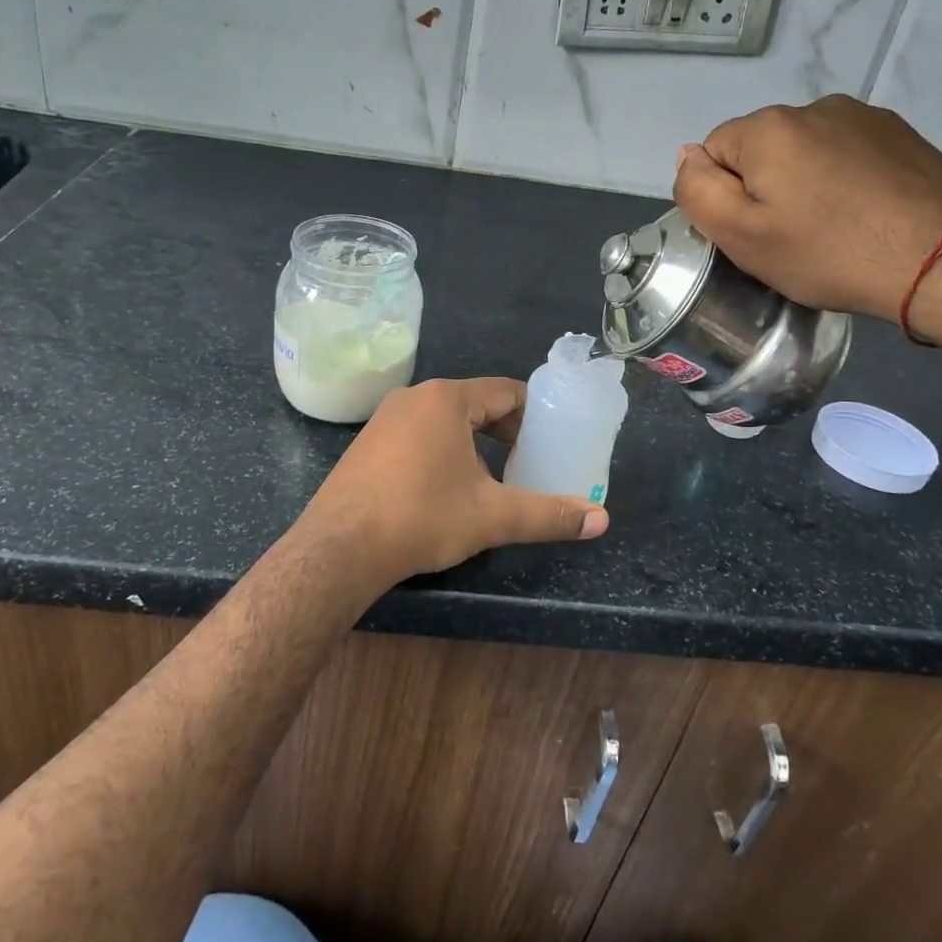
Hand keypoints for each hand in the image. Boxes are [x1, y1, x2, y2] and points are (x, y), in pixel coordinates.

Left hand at [293, 377, 608, 593]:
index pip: (505, 392)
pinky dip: (442, 451)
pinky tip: (446, 488)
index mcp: (447, 400)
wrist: (339, 548)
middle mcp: (414, 398)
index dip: (534, 414)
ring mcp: (384, 419)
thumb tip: (602, 521)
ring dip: (473, 443)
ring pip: (444, 421)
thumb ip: (548, 515)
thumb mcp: (492, 517)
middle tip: (529, 461)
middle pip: (475, 404)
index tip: (553, 438)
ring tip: (493, 477)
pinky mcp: (366, 444)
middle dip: (505, 431)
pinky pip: (417, 435)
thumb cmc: (422, 517)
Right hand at [672, 97, 941, 329]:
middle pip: (760, 148)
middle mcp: (813, 107)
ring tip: (832, 226)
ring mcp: (863, 116)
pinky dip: (843, 178)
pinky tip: (864, 213)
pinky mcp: (900, 133)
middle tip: (791, 236)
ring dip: (804, 180)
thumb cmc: (829, 253)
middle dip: (764, 186)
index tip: (754, 231)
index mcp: (767, 127)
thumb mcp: (742, 236)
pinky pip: (846, 153)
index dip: (725, 196)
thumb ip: (698, 191)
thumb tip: (686, 155)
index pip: (713, 152)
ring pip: (804, 150)